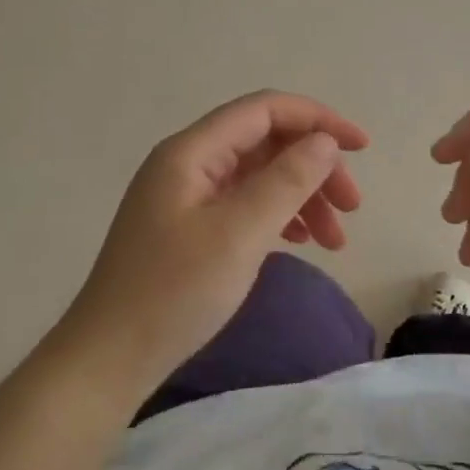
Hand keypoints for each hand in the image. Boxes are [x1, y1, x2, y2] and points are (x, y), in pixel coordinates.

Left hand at [59, 91, 368, 394]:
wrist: (109, 359)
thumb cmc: (174, 292)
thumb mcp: (240, 234)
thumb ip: (287, 180)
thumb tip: (325, 142)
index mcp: (192, 151)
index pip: (265, 110)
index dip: (317, 119)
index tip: (361, 147)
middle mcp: (189, 163)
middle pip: (266, 142)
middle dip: (314, 166)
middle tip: (352, 207)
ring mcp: (188, 195)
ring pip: (260, 175)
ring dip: (302, 195)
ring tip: (334, 238)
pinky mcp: (190, 226)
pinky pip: (245, 203)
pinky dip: (279, 216)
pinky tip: (300, 240)